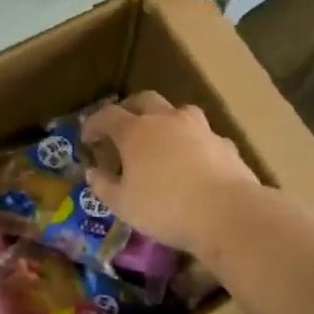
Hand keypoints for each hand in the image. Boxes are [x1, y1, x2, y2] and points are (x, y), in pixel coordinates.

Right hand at [82, 92, 260, 256]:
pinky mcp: (223, 143)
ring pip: (178, 111)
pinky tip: (194, 160)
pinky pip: (203, 136)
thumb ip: (104, 186)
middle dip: (129, 109)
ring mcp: (199, 128)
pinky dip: (193, 142)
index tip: (87, 137)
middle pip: (144, 100)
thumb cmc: (165, 208)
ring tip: (162, 138)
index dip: (94, 124)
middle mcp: (166, 120)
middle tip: (123, 126)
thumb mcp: (123, 205)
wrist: (226, 212)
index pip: (108, 115)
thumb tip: (93, 173)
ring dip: (166, 119)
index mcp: (136, 132)